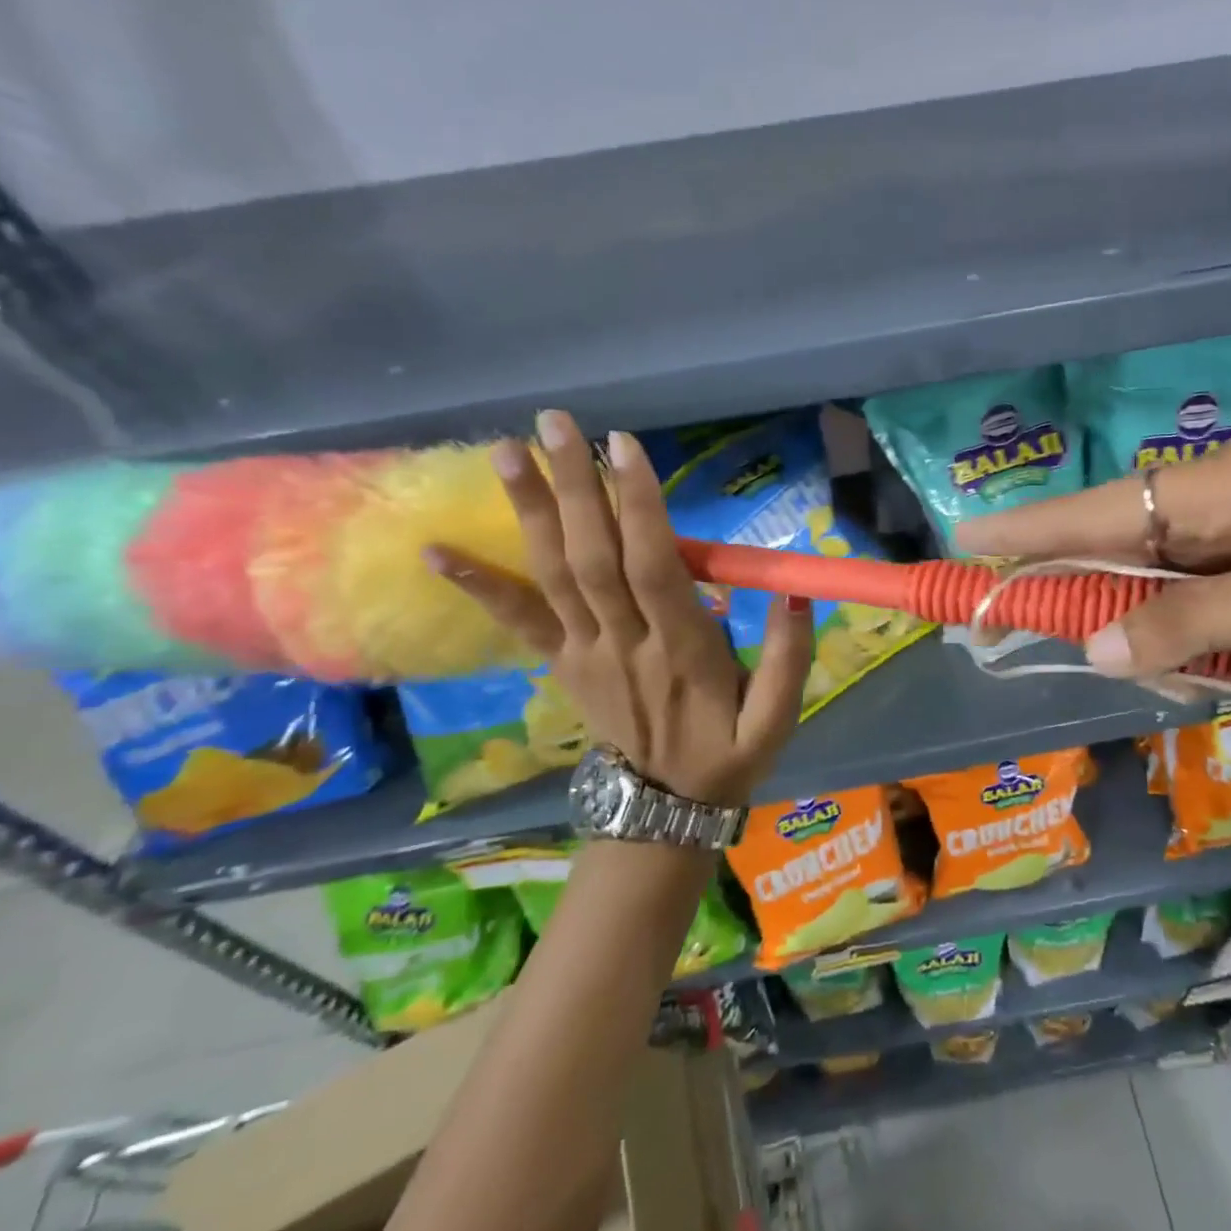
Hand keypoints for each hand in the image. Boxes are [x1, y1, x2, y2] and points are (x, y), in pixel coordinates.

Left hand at [425, 412, 812, 805]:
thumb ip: (789, 657)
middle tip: (552, 422)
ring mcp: (585, 653)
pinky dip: (479, 585)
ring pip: (553, 576)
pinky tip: (436, 549)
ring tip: (502, 450)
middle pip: (593, 558)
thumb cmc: (730, 753)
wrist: (665, 808)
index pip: (654, 568)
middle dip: (572, 487)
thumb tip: (795, 592)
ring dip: (528, 512)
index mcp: (682, 651)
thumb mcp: (778, 718)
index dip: (637, 507)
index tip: (623, 446)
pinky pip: (519, 622)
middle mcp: (624, 643)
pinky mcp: (562, 663)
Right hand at [956, 437, 1230, 734]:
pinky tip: (1192, 676)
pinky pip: (1183, 614)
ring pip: (1145, 587)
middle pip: (1115, 545)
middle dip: (1070, 588)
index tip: (966, 537)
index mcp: (1227, 485)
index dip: (1033, 526)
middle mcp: (1221, 506)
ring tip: (1160, 675)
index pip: (1106, 506)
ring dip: (1130, 631)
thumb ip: (1189, 622)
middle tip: (1006, 621)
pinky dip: (1173, 648)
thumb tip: (1090, 647)